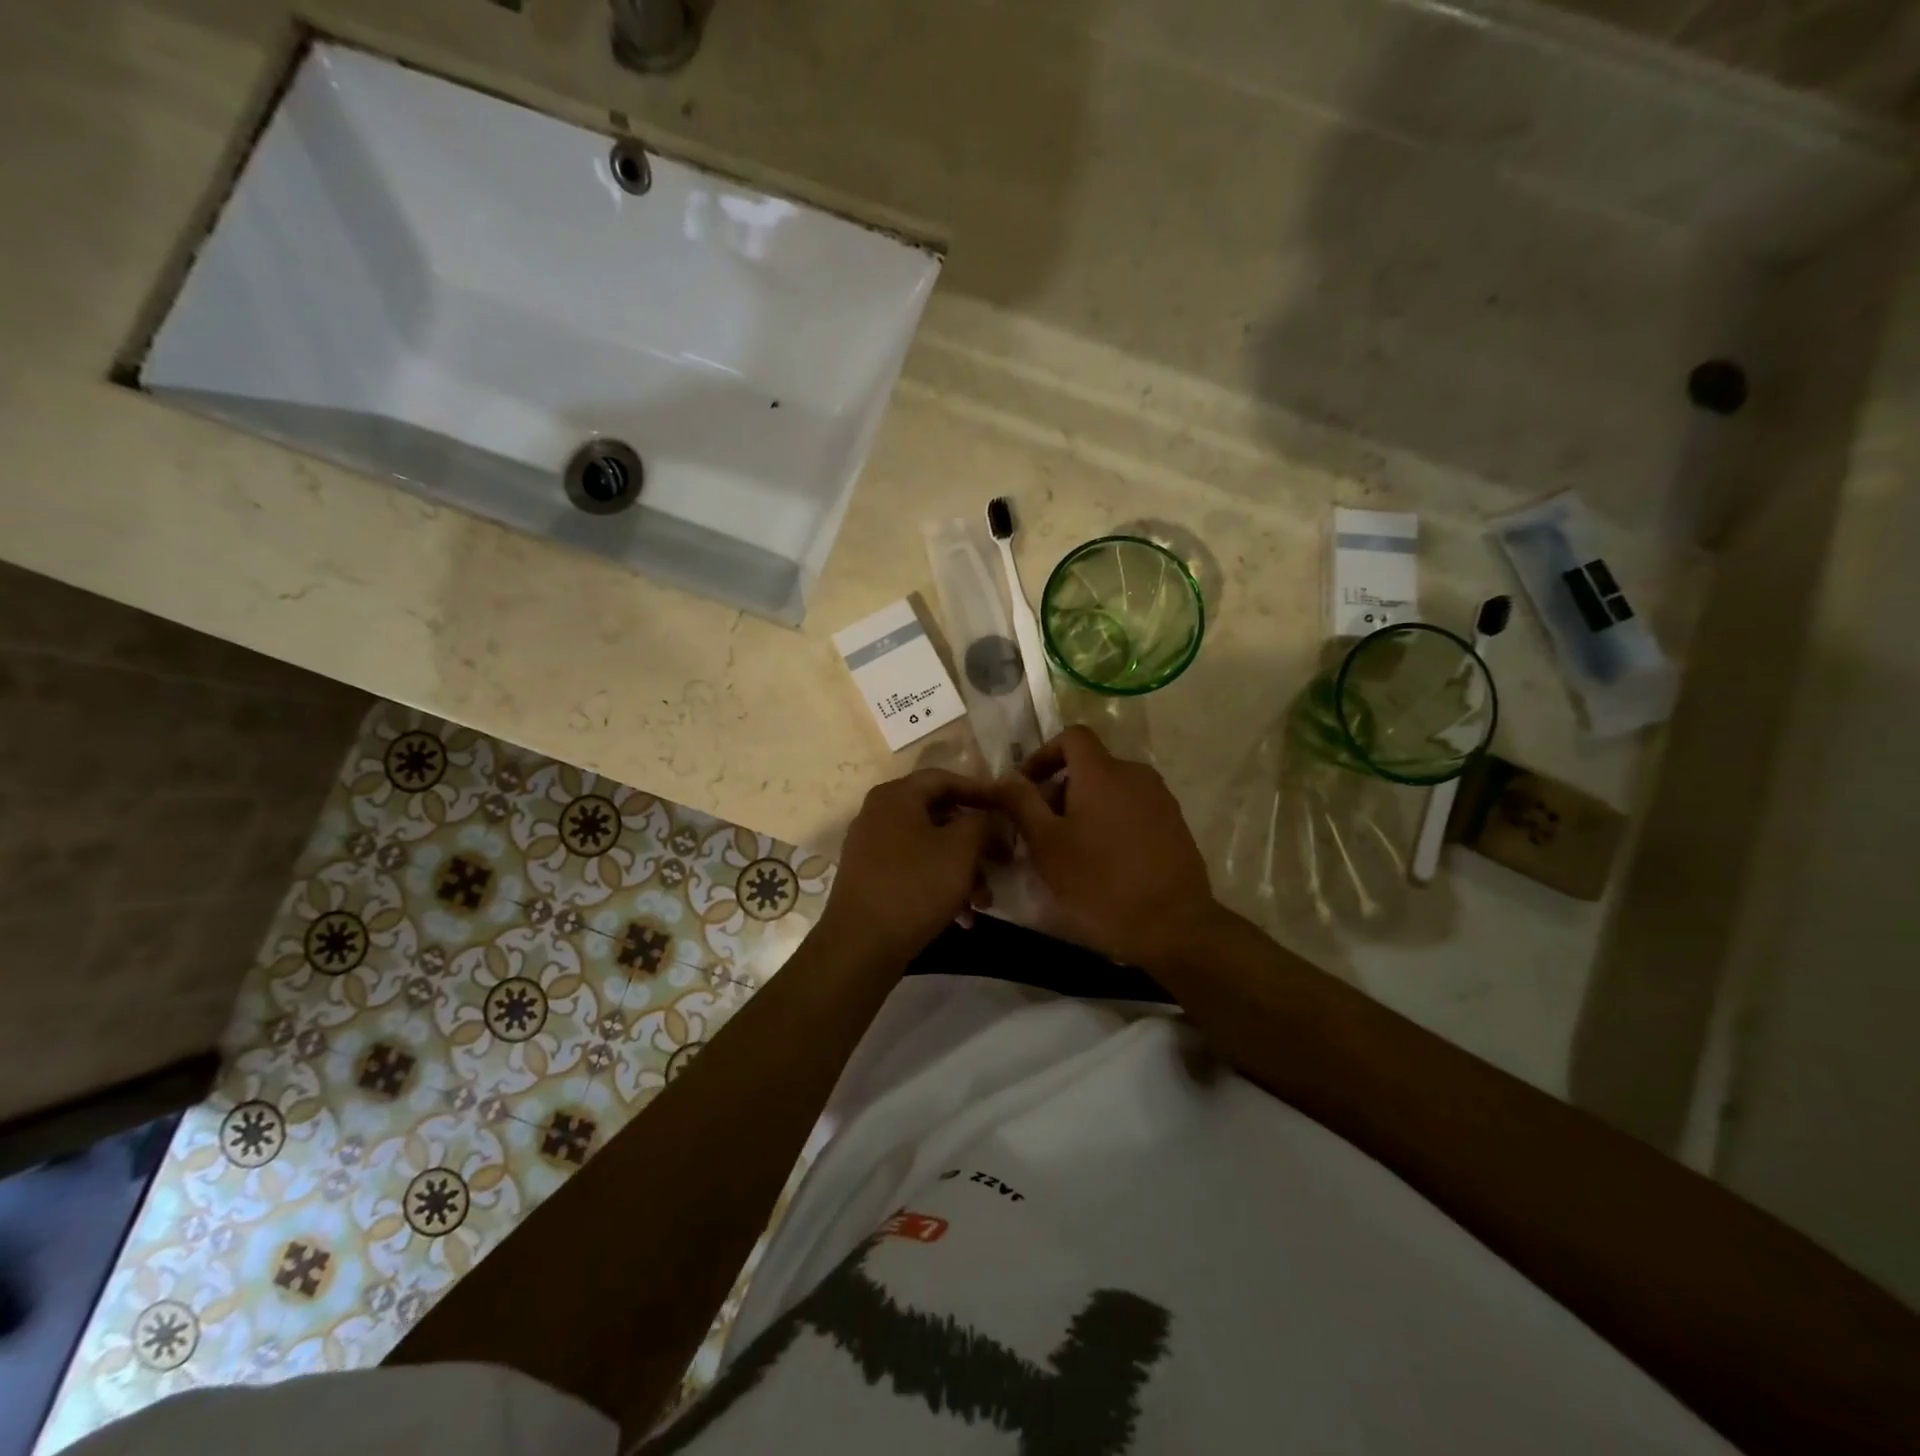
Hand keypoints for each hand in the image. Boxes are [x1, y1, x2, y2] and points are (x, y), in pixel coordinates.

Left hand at [816, 768, 999, 966]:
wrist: (860, 946)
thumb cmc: (914, 886)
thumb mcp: (960, 849)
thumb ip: (983, 823)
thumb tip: (992, 817)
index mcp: (896, 796)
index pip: (945, 779)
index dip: (980, 791)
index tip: (1008, 809)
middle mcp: (879, 814)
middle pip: (940, 816)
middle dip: (976, 842)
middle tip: (1004, 861)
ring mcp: (872, 848)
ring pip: (930, 848)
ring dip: (963, 871)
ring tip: (984, 902)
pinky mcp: (871, 879)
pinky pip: (914, 871)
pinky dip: (940, 886)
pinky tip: (963, 917)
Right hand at [992, 726, 1219, 966]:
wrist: (1173, 925)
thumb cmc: (1100, 882)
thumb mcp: (1047, 845)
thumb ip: (1022, 804)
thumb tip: (1005, 778)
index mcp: (1102, 772)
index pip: (1072, 737)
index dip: (1044, 754)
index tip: (1026, 787)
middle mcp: (1135, 775)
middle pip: (1090, 767)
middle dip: (1060, 791)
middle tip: (1040, 832)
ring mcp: (1160, 799)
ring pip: (1111, 791)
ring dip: (1085, 809)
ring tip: (1069, 851)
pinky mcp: (1175, 825)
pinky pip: (1133, 810)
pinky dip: (1111, 823)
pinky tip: (1103, 862)